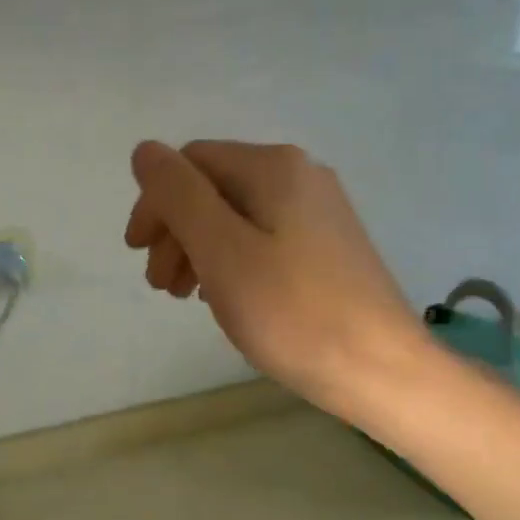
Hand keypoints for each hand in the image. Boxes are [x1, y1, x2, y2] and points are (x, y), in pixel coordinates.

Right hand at [124, 140, 425, 416]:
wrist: (381, 369)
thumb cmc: (292, 312)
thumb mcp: (221, 250)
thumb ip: (178, 195)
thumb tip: (145, 150)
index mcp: (273, 168)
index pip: (190, 165)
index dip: (155, 204)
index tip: (138, 255)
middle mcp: (299, 176)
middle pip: (213, 188)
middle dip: (176, 230)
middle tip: (161, 286)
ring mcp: (318, 212)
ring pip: (236, 216)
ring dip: (198, 248)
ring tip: (186, 296)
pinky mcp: (327, 247)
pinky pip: (262, 239)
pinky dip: (231, 261)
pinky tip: (225, 295)